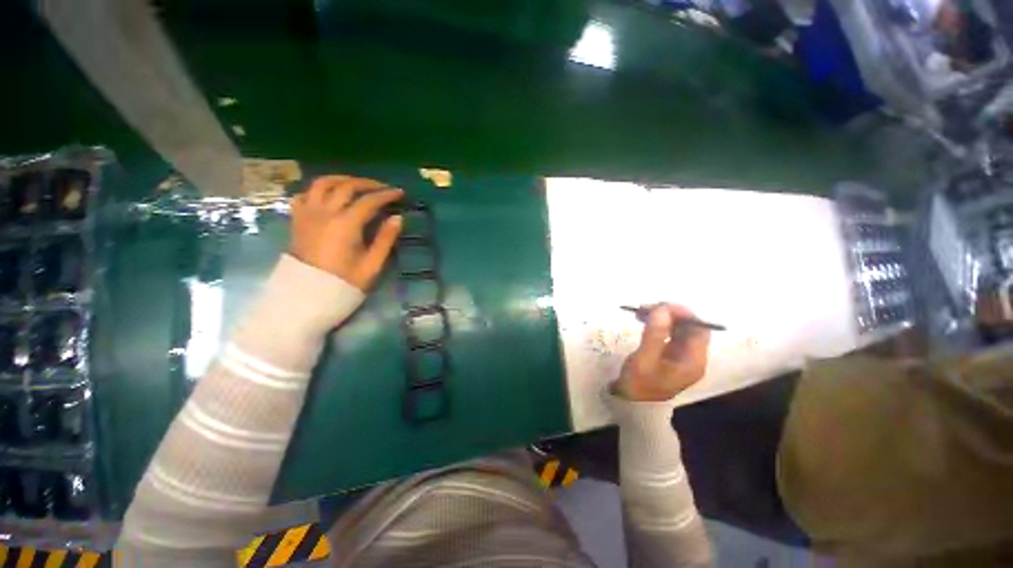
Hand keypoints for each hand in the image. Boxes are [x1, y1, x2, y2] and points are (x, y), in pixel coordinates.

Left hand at [290, 175, 403, 289]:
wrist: (307, 297)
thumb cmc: (344, 283)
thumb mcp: (372, 264)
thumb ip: (385, 239)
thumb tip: (397, 218)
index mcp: (346, 224)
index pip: (369, 201)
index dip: (386, 195)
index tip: (400, 193)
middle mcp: (324, 213)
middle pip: (346, 186)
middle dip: (367, 184)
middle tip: (382, 188)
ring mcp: (307, 214)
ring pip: (321, 184)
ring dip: (342, 179)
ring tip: (356, 184)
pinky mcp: (297, 220)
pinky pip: (304, 195)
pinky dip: (317, 190)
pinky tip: (328, 196)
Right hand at [613, 304, 710, 401]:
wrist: (631, 405)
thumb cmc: (639, 384)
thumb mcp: (645, 360)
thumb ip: (654, 335)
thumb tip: (662, 309)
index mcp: (693, 361)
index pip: (699, 329)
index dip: (683, 314)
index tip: (661, 305)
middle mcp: (691, 357)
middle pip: (688, 327)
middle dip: (669, 314)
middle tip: (646, 307)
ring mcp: (679, 356)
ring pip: (677, 328)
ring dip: (662, 317)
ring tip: (641, 311)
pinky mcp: (667, 355)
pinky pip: (667, 333)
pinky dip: (657, 324)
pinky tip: (643, 319)